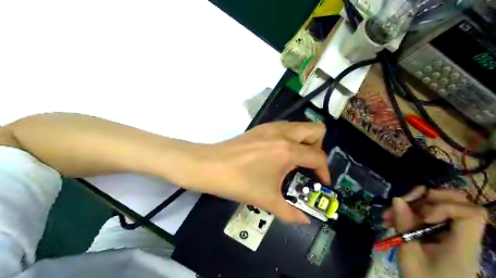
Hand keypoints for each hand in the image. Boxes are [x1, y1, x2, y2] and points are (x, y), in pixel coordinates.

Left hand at [182, 121, 328, 223]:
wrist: (209, 166)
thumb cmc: (239, 183)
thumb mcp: (266, 200)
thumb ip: (290, 213)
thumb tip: (305, 221)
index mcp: (288, 151)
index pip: (318, 156)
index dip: (325, 171)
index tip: (321, 182)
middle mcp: (284, 134)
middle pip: (317, 130)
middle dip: (318, 148)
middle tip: (308, 165)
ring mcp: (272, 127)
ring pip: (301, 126)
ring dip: (305, 141)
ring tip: (295, 160)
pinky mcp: (261, 127)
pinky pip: (286, 127)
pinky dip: (290, 138)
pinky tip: (278, 154)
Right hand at [381, 187, 487, 277]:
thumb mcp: (409, 255)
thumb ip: (405, 226)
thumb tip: (397, 199)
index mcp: (462, 244)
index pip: (470, 213)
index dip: (445, 206)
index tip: (423, 216)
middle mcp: (461, 234)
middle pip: (457, 201)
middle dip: (427, 196)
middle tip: (405, 202)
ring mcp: (451, 232)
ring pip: (438, 203)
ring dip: (411, 204)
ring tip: (388, 214)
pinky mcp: (439, 232)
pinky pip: (426, 213)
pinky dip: (409, 212)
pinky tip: (391, 219)